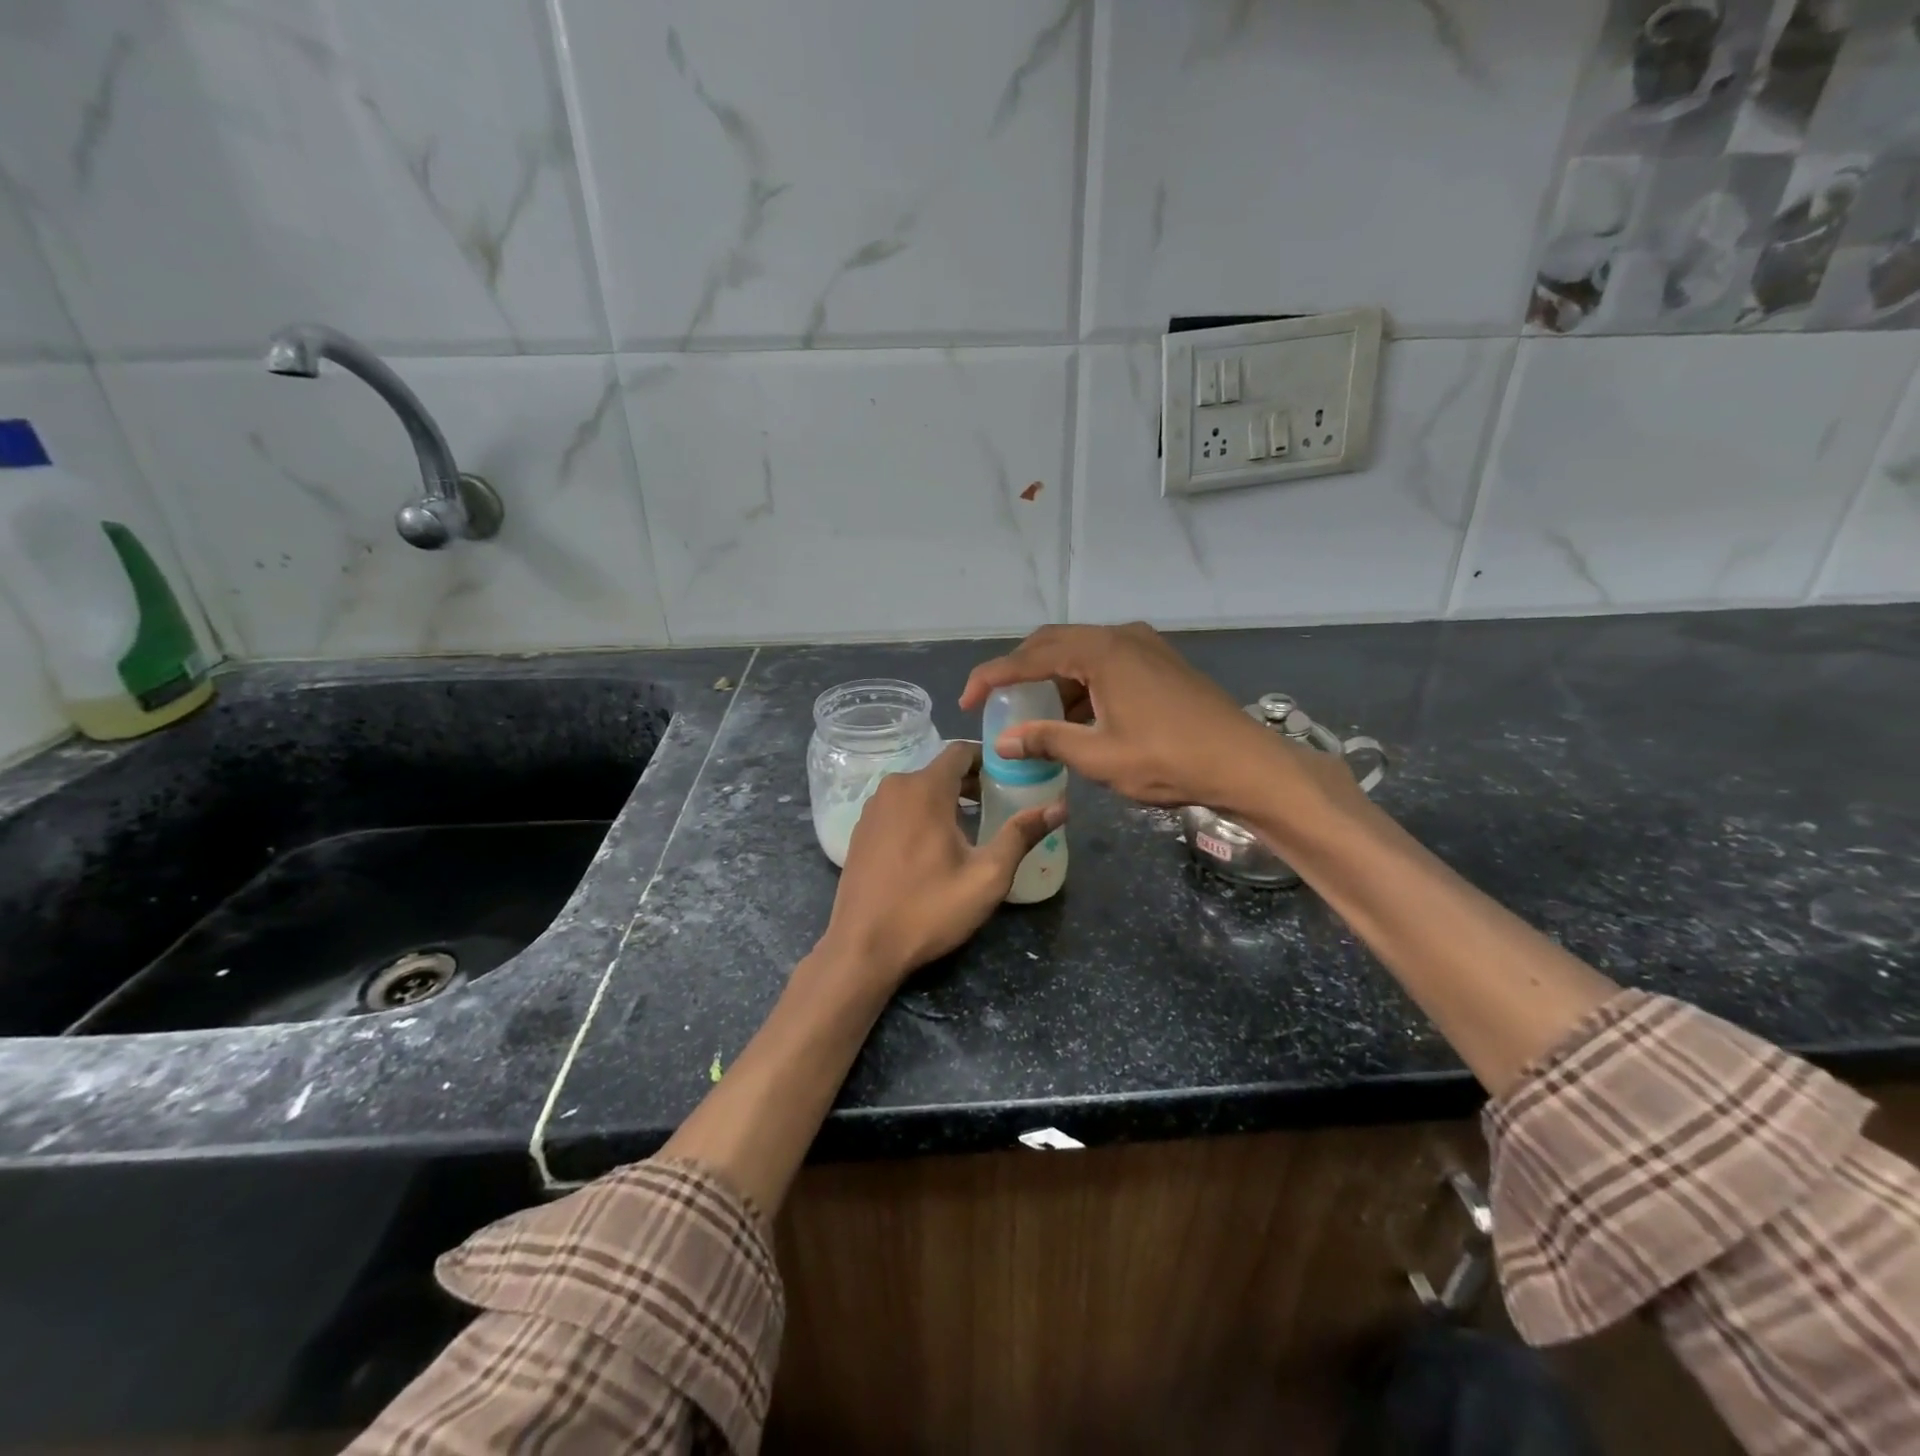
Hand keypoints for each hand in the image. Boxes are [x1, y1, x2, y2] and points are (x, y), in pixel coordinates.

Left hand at [820, 740, 1063, 985]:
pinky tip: (935, 846)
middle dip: (972, 783)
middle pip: (940, 770)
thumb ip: (1021, 835)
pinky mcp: (861, 830)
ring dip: (947, 799)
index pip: (961, 751)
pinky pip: (899, 807)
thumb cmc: (928, 909)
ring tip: (973, 828)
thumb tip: (1060, 808)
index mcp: (924, 789)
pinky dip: (921, 814)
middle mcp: (894, 788)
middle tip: (1000, 806)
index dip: (990, 760)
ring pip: (918, 789)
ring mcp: (872, 809)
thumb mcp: (986, 876)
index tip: (1013, 778)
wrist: (862, 947)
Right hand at [962, 622, 1339, 817]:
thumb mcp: (1099, 757)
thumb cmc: (1168, 760)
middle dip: (1020, 671)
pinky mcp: (1160, 662)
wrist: (1244, 763)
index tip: (967, 700)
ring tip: (1035, 716)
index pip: (1030, 656)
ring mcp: (1145, 646)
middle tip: (997, 702)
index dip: (992, 676)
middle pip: (1053, 643)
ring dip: (1053, 679)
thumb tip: (1003, 741)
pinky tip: (1077, 716)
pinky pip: (1105, 662)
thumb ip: (1047, 740)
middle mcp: (1121, 636)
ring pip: (1081, 652)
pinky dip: (1081, 684)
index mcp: (1102, 652)